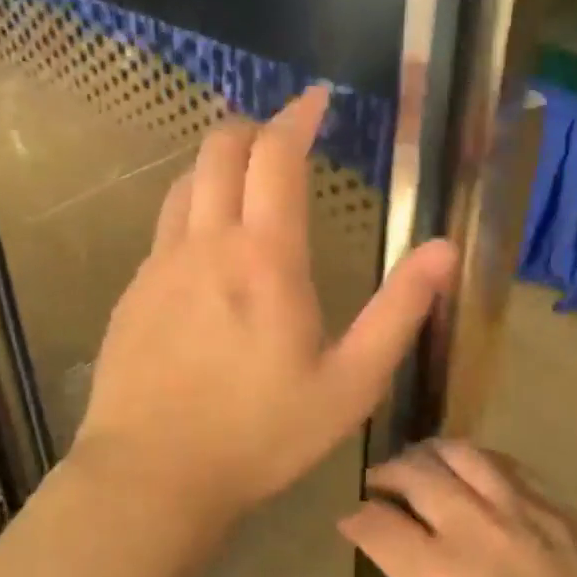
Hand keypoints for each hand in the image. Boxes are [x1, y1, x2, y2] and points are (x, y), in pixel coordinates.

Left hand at [75, 85, 457, 531]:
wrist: (151, 476)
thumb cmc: (261, 435)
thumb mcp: (350, 384)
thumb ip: (399, 312)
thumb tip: (443, 249)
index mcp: (265, 258)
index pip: (276, 155)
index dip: (297, 116)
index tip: (317, 99)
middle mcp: (206, 243)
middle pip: (219, 149)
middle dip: (254, 128)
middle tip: (284, 138)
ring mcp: (160, 264)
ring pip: (184, 181)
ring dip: (218, 164)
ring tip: (247, 179)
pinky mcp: (133, 292)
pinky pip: (165, 226)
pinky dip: (192, 207)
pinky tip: (209, 245)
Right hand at [340, 441, 576, 576]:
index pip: (377, 522)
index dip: (354, 519)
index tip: (349, 525)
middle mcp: (476, 527)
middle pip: (415, 472)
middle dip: (385, 475)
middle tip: (377, 489)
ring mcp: (523, 510)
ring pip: (461, 453)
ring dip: (428, 455)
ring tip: (417, 469)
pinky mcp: (560, 508)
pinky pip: (506, 464)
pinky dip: (475, 460)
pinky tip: (471, 476)